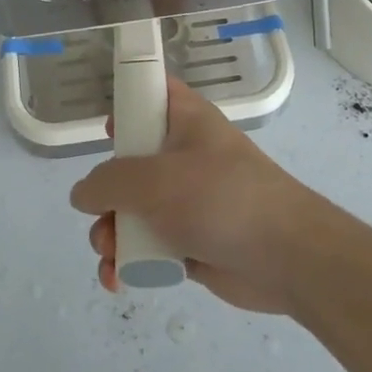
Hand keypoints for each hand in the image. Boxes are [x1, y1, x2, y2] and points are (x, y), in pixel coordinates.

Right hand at [71, 79, 334, 312]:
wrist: (287, 257)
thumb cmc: (221, 198)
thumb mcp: (155, 180)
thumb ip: (108, 182)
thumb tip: (84, 194)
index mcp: (184, 120)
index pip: (151, 92)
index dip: (125, 101)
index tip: (107, 128)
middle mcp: (182, 155)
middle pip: (127, 161)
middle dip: (104, 193)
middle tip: (103, 213)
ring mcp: (185, 200)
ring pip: (131, 209)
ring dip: (111, 234)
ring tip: (111, 255)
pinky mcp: (188, 241)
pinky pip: (146, 245)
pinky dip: (128, 261)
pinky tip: (118, 279)